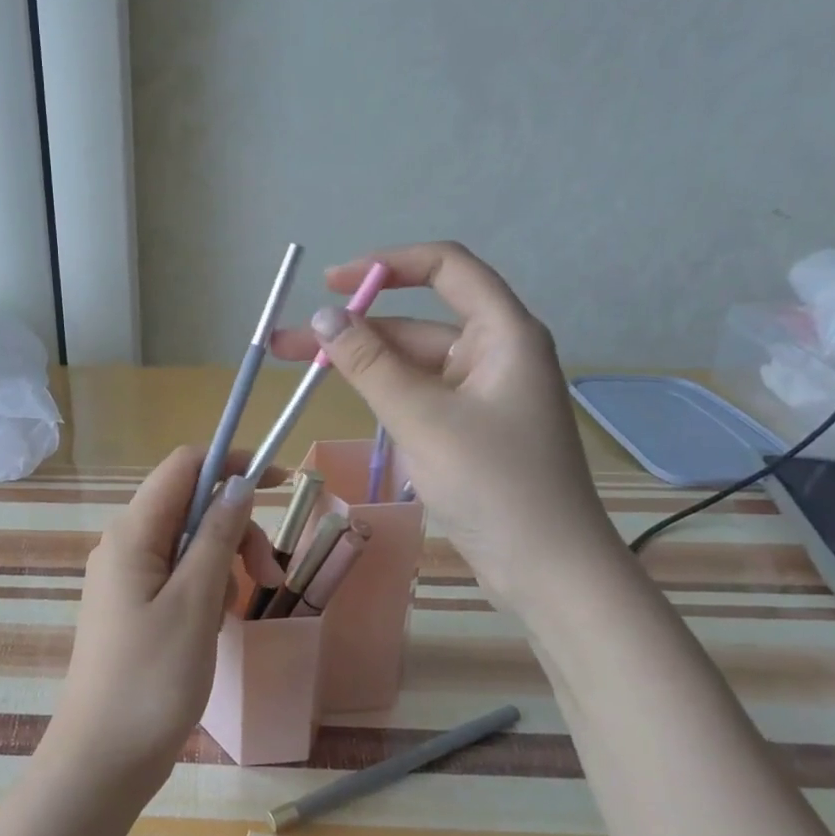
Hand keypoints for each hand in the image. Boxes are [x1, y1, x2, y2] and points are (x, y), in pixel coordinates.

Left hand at [44, 448, 283, 798]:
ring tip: (237, 612)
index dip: (232, 462)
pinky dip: (206, 589)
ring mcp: (127, 578)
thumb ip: (216, 536)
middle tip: (268, 574)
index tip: (280, 482)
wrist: (104, 758)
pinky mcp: (134, 607)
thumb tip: (237, 485)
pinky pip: (179, 577)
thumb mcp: (196, 602)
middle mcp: (125, 545)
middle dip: (235, 528)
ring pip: (189, 544)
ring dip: (224, 563)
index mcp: (132, 533)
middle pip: (191, 507)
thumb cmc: (152, 679)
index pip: (184, 467)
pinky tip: (216, 626)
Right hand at [271, 241, 615, 604]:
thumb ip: (369, 364)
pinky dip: (382, 393)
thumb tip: (323, 318)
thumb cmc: (493, 484)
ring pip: (412, 363)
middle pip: (416, 322)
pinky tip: (346, 397)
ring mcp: (481, 395)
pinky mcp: (468, 429)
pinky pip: (419, 396)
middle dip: (352, 328)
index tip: (331, 282)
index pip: (446, 268)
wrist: (547, 570)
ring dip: (361, 363)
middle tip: (287, 342)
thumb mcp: (422, 418)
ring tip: (298, 368)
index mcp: (503, 334)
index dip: (387, 265)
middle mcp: (494, 354)